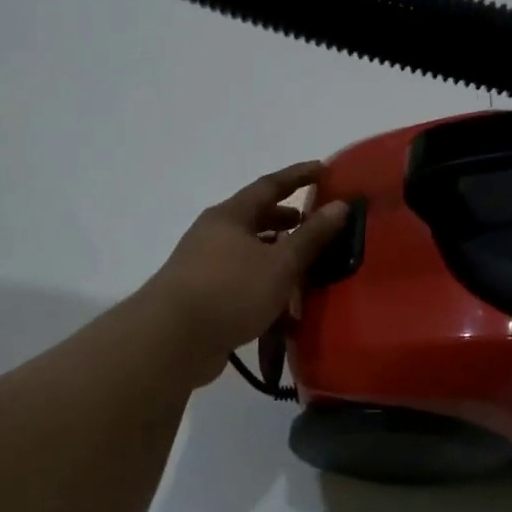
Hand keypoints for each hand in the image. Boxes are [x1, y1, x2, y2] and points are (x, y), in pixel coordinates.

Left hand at [138, 161, 349, 381]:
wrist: (171, 341)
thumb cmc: (230, 290)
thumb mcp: (280, 263)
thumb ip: (311, 236)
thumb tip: (340, 205)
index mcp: (230, 216)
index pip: (270, 185)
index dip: (299, 176)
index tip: (325, 171)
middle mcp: (215, 235)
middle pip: (258, 220)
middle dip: (289, 221)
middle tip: (318, 226)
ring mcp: (206, 267)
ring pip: (252, 253)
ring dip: (279, 257)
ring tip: (308, 269)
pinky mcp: (205, 298)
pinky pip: (243, 282)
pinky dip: (266, 287)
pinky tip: (286, 307)